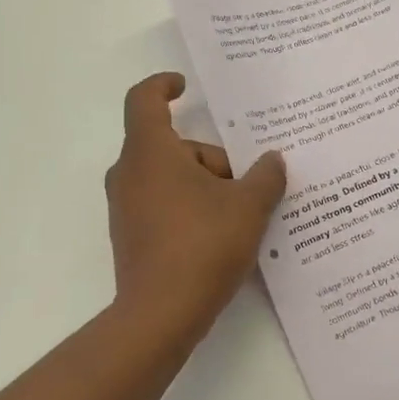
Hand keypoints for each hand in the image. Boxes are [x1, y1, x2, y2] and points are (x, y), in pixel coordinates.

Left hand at [106, 73, 287, 346]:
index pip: (144, 99)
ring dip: (205, 186)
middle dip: (213, 158)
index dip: (163, 85)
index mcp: (150, 152)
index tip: (184, 86)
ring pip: (170, 178)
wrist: (161, 314)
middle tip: (249, 183)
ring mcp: (126, 207)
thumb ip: (265, 176)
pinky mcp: (131, 236)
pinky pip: (164, 204)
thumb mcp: (248, 206)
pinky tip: (221, 235)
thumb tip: (272, 161)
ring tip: (243, 214)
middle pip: (173, 147)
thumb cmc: (203, 245)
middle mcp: (129, 174)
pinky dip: (191, 208)